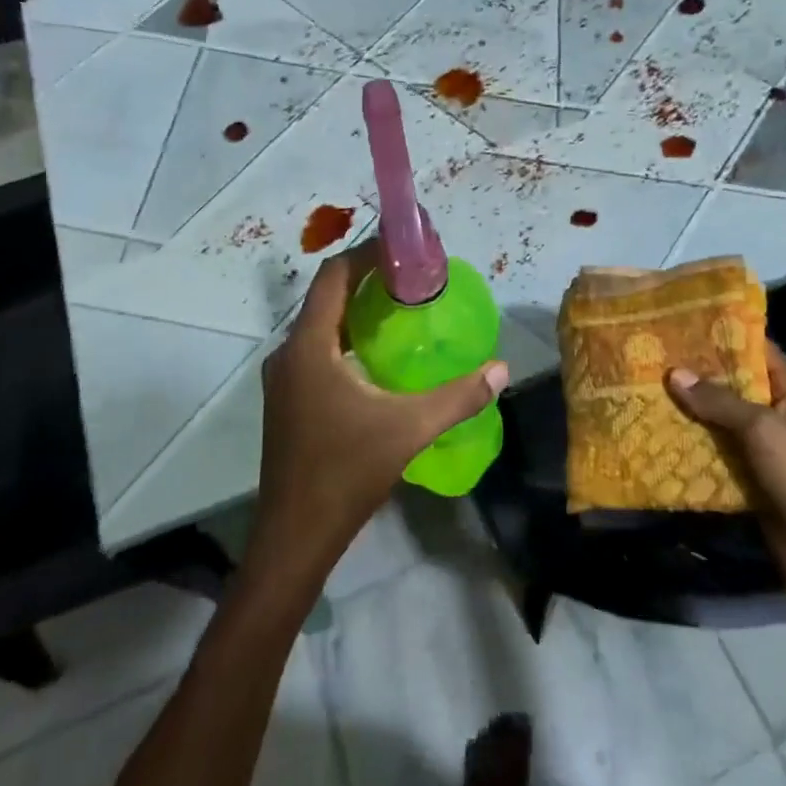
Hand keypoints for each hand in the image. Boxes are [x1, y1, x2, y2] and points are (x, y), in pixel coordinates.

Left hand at [250, 241, 508, 584]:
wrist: (295, 534)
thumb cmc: (346, 473)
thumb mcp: (409, 429)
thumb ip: (459, 397)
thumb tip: (501, 369)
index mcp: (310, 347)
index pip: (333, 276)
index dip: (366, 254)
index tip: (404, 251)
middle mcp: (289, 354)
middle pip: (326, 298)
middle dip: (367, 281)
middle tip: (413, 281)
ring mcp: (284, 379)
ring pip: (321, 326)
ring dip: (357, 312)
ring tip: (402, 311)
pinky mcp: (288, 401)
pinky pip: (317, 351)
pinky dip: (346, 340)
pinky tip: (377, 358)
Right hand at [666, 341, 785, 609]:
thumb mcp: (765, 430)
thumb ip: (720, 401)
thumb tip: (674, 373)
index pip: (753, 350)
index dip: (719, 334)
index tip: (676, 321)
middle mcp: (773, 415)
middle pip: (728, 385)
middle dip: (691, 373)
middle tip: (644, 355)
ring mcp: (758, 450)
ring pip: (714, 422)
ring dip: (683, 411)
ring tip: (638, 390)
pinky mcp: (744, 481)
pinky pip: (710, 456)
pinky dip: (685, 447)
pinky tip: (650, 435)